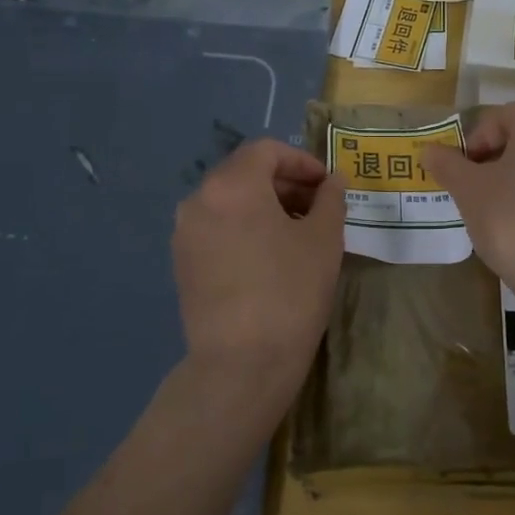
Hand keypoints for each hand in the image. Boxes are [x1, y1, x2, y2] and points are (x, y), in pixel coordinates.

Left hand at [171, 139, 344, 404]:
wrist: (241, 363)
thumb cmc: (290, 291)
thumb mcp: (323, 240)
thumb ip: (330, 199)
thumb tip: (332, 180)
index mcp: (231, 185)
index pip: (267, 151)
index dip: (302, 161)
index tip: (327, 186)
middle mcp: (199, 200)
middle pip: (244, 173)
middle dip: (284, 184)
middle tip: (318, 208)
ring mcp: (185, 233)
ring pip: (229, 202)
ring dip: (265, 207)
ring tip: (297, 234)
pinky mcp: (182, 264)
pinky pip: (217, 229)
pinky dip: (244, 228)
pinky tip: (269, 257)